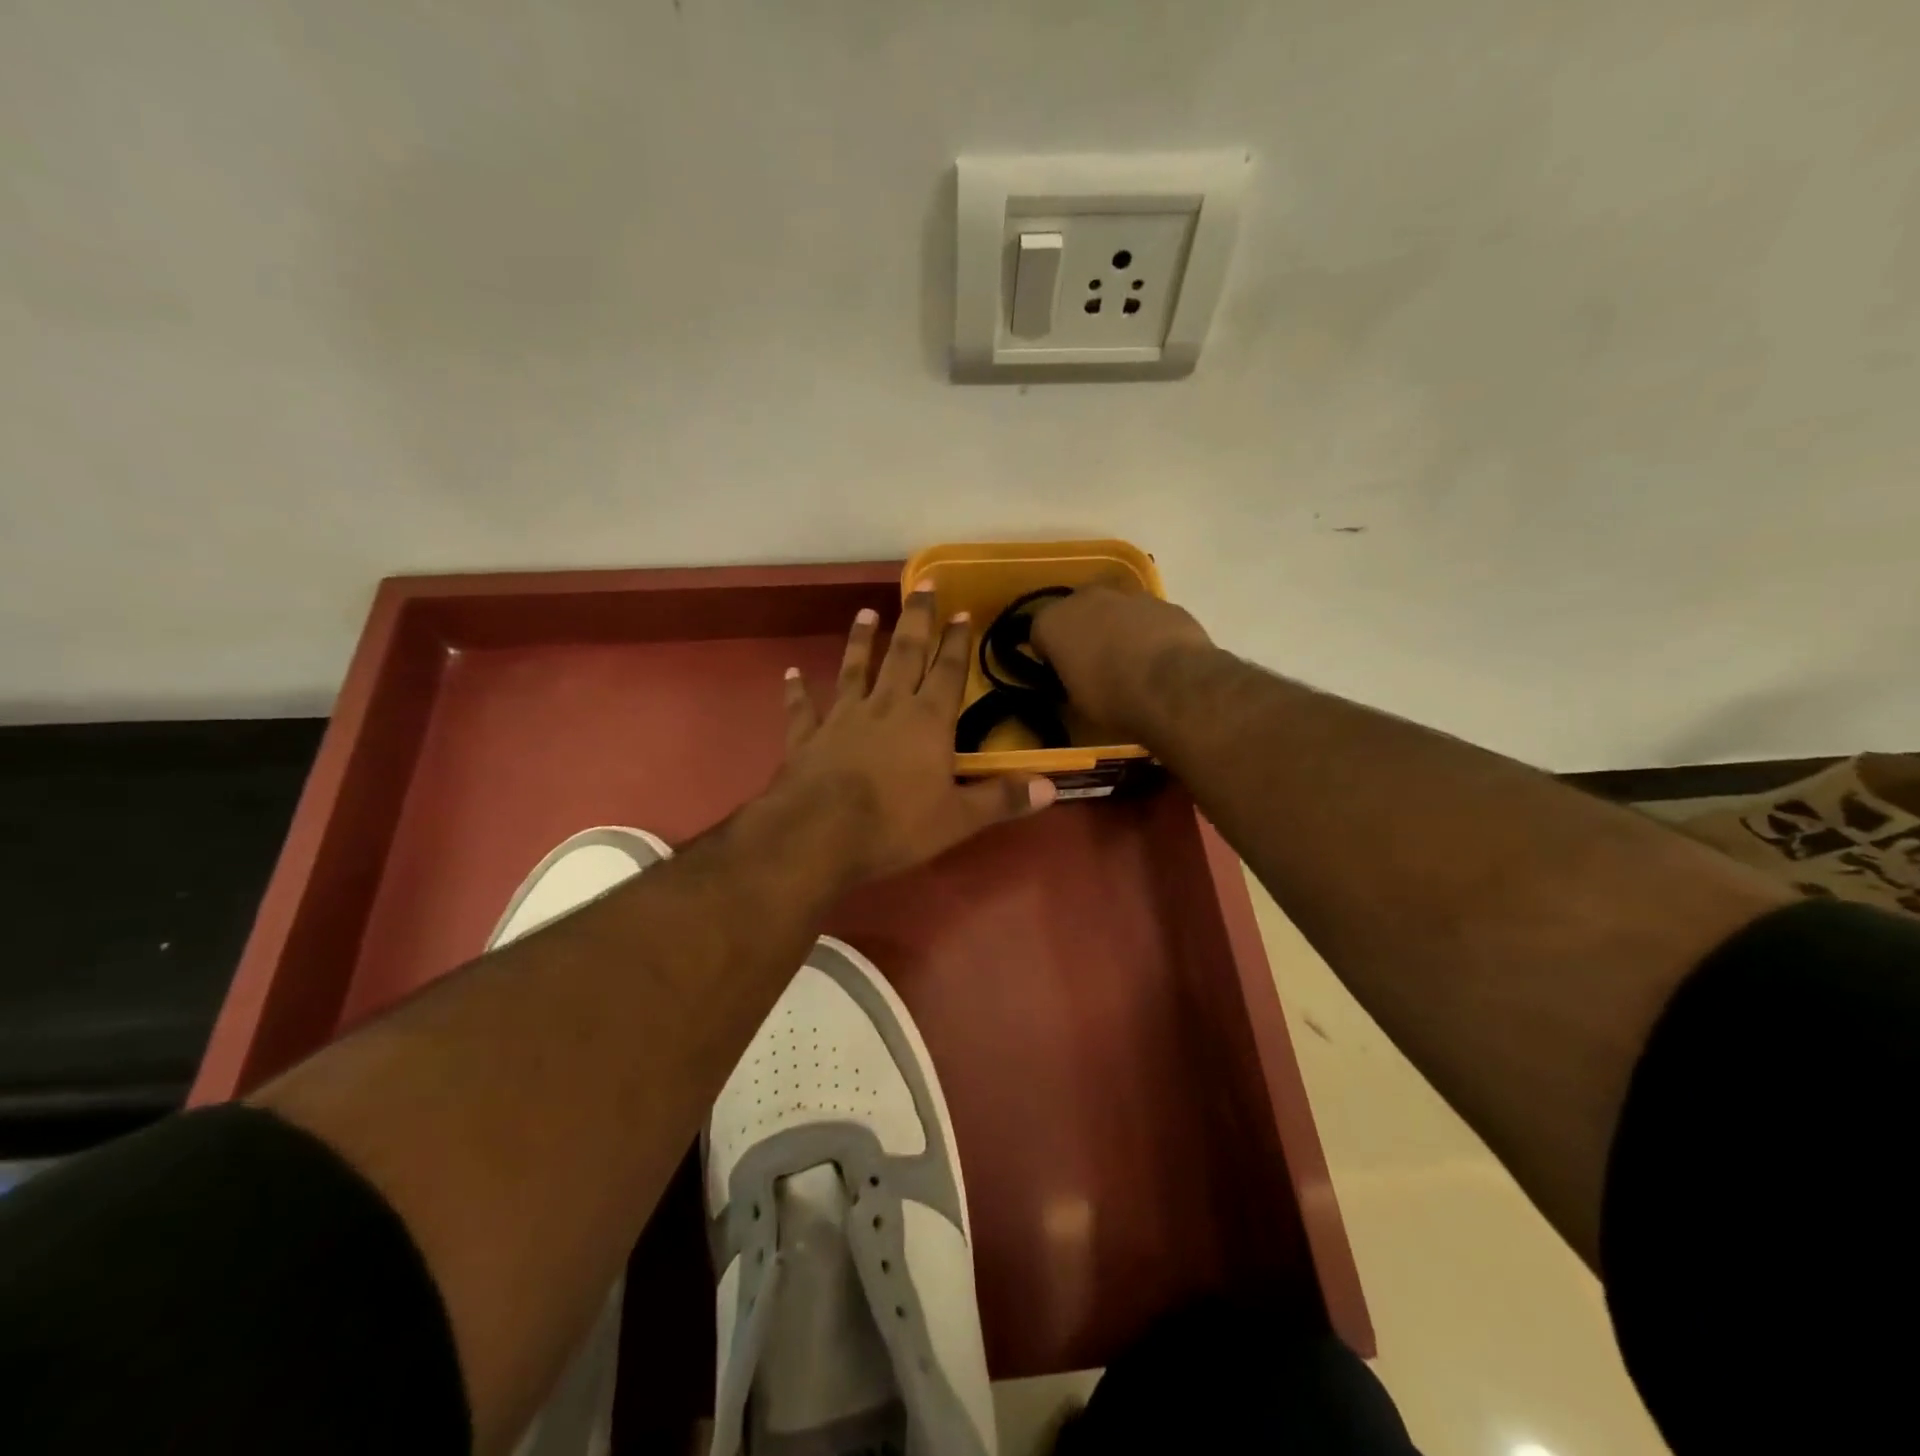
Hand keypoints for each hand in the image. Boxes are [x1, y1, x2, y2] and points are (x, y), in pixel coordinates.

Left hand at [774, 580, 1056, 883]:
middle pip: (904, 654)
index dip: (957, 642)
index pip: (948, 672)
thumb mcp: (958, 819)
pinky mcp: (808, 737)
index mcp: (926, 721)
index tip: (962, 611)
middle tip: (922, 583)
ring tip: (865, 612)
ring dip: (861, 640)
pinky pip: (802, 708)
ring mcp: (842, 717)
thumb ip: (1002, 799)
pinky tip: (791, 673)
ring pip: (854, 669)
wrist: (818, 836)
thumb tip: (1051, 787)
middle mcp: (886, 707)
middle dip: (916, 618)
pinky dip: (797, 690)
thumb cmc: (895, 825)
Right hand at [1030, 586, 1212, 737]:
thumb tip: (1075, 675)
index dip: (1049, 654)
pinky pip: (1147, 616)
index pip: (1039, 632)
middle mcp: (1086, 597)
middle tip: (1094, 664)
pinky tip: (1160, 659)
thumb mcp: (1075, 700)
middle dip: (1082, 632)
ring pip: (1114, 610)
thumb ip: (1069, 677)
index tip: (1060, 673)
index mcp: (1054, 621)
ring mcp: (1129, 595)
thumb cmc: (1111, 697)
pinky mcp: (1165, 603)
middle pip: (1076, 612)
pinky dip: (1149, 632)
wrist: (1173, 686)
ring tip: (1131, 663)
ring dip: (1117, 628)